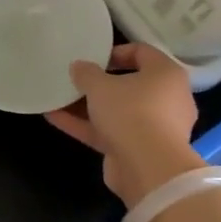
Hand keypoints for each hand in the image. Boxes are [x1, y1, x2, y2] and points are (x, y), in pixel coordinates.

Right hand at [45, 43, 203, 209]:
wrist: (149, 169)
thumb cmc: (131, 112)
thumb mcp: (100, 85)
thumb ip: (86, 73)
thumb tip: (79, 66)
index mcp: (166, 75)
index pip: (142, 53)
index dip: (115, 52)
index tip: (92, 58)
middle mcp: (166, 99)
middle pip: (130, 85)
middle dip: (99, 83)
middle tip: (76, 80)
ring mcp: (154, 128)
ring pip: (118, 111)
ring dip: (88, 106)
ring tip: (58, 98)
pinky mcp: (139, 151)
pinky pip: (110, 132)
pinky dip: (86, 126)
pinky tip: (55, 118)